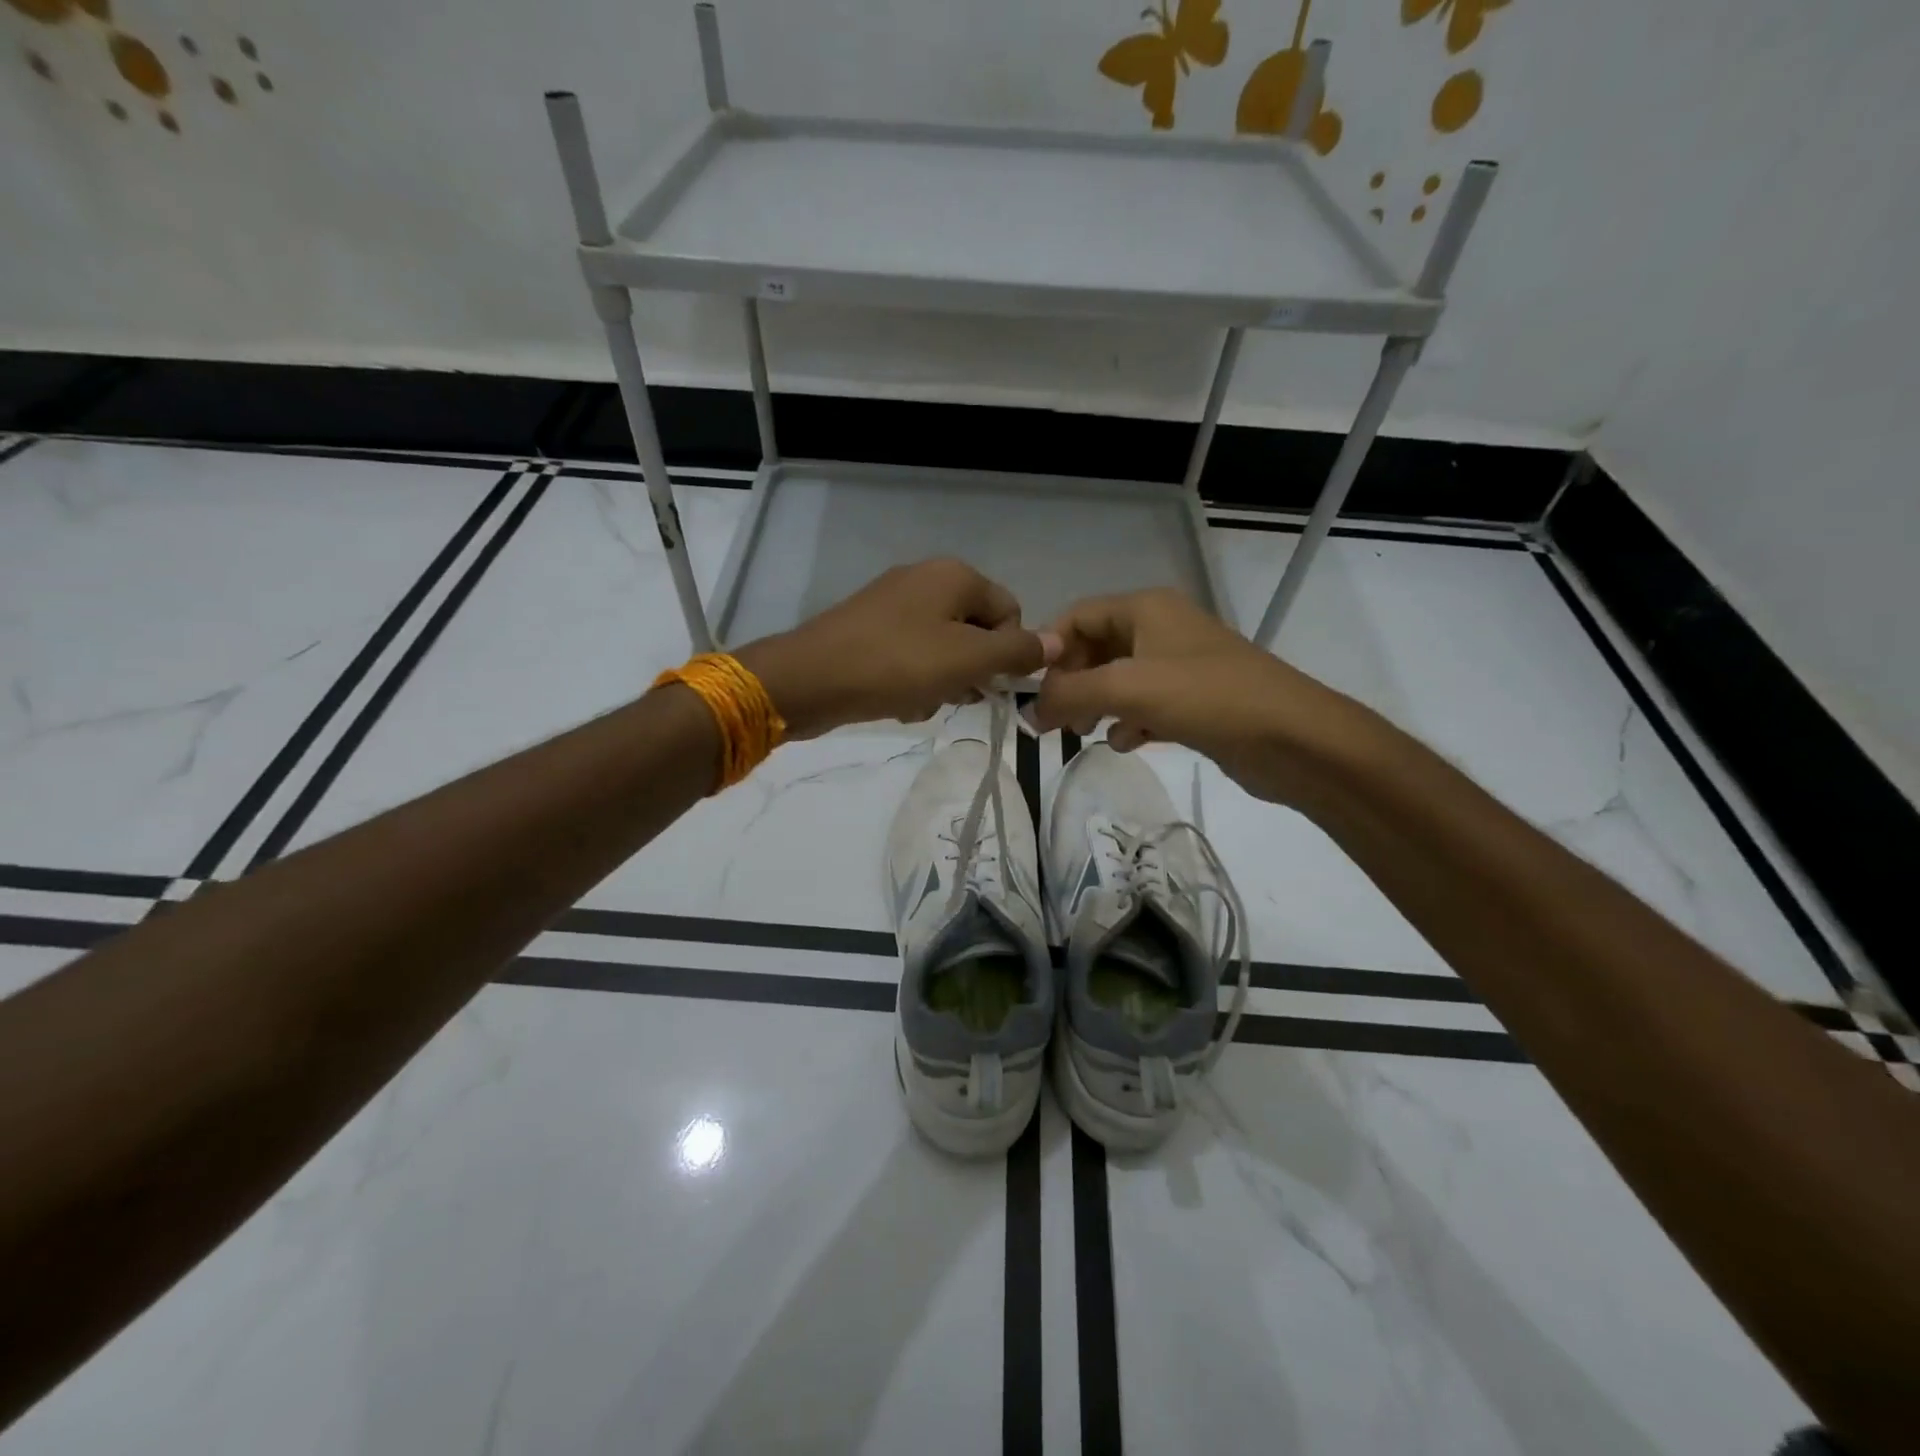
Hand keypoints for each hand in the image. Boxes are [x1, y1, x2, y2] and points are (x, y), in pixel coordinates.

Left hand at [736, 559, 1059, 737]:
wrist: (809, 679)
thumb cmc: (896, 664)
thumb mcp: (967, 659)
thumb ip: (1017, 651)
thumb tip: (1058, 642)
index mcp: (954, 576)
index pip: (1010, 612)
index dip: (1008, 653)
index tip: (989, 684)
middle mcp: (926, 580)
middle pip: (975, 631)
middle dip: (972, 671)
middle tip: (955, 696)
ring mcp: (893, 604)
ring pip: (943, 649)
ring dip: (942, 682)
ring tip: (922, 702)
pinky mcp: (869, 630)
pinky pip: (910, 657)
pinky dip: (913, 681)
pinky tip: (899, 702)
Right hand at [1029, 587, 1367, 804]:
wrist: (1293, 738)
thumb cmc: (1207, 697)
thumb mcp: (1127, 689)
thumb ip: (1068, 694)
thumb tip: (1028, 711)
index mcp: (1146, 608)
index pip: (1077, 616)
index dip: (1049, 649)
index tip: (1029, 689)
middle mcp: (1161, 628)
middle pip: (1096, 648)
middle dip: (1071, 682)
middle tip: (1053, 719)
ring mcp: (1180, 665)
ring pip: (1119, 679)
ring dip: (1096, 704)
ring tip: (1083, 732)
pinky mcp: (1195, 700)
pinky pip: (1145, 704)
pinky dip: (1129, 721)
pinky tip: (1128, 743)